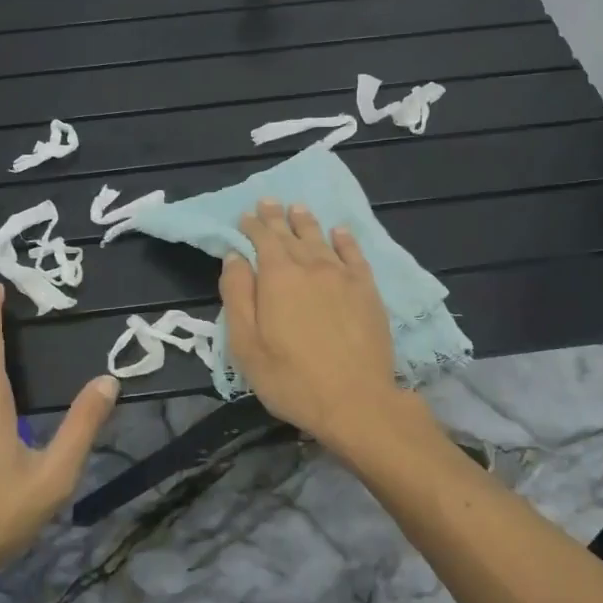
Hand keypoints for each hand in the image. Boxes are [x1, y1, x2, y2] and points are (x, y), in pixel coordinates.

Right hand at [219, 199, 412, 454]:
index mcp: (278, 277)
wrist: (356, 401)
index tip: (245, 216)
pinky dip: (345, 240)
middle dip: (276, 218)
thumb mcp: (246, 345)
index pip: (262, 240)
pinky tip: (339, 232)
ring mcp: (343, 276)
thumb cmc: (291, 379)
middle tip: (268, 202)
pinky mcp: (367, 290)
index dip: (252, 226)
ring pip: (321, 239)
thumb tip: (235, 257)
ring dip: (307, 222)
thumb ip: (237, 296)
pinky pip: (354, 255)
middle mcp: (311, 266)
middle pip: (290, 234)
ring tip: (298, 208)